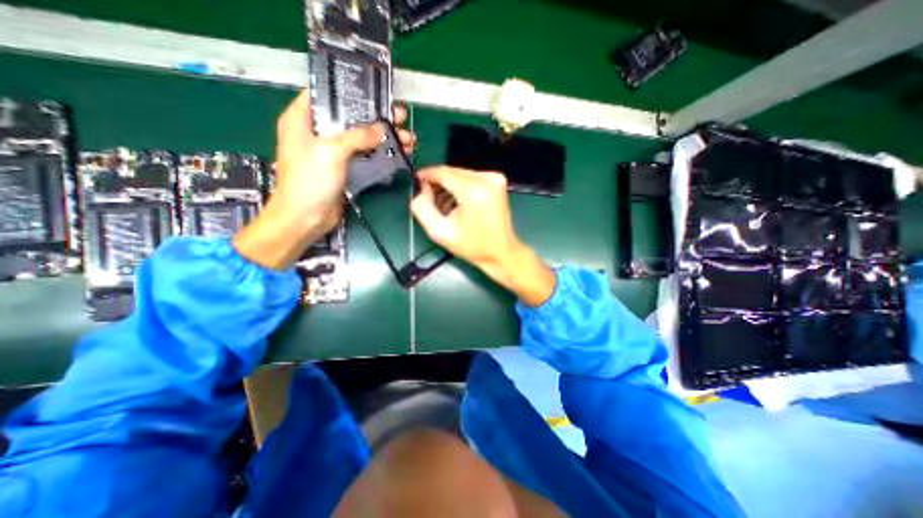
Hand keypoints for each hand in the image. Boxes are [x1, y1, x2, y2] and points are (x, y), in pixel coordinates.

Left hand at [235, 86, 414, 270]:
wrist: (306, 218)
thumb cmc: (309, 181)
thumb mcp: (331, 152)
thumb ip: (357, 136)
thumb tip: (382, 128)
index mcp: (302, 119)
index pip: (325, 94)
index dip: (350, 91)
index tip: (375, 92)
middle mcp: (317, 133)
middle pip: (350, 118)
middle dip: (376, 118)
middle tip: (400, 117)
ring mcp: (332, 153)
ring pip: (361, 139)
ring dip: (383, 138)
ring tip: (407, 139)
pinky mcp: (344, 169)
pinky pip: (364, 156)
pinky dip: (380, 154)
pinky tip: (398, 153)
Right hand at [413, 169, 554, 305]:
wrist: (501, 252)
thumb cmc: (472, 246)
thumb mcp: (439, 232)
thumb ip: (422, 208)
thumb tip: (422, 189)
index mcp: (473, 191)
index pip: (443, 173)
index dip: (427, 175)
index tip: (417, 181)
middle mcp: (486, 178)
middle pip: (452, 172)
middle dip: (438, 183)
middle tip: (429, 198)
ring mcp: (495, 178)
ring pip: (461, 174)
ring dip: (450, 186)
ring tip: (445, 205)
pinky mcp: (498, 181)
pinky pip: (471, 177)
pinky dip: (461, 187)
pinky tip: (458, 202)